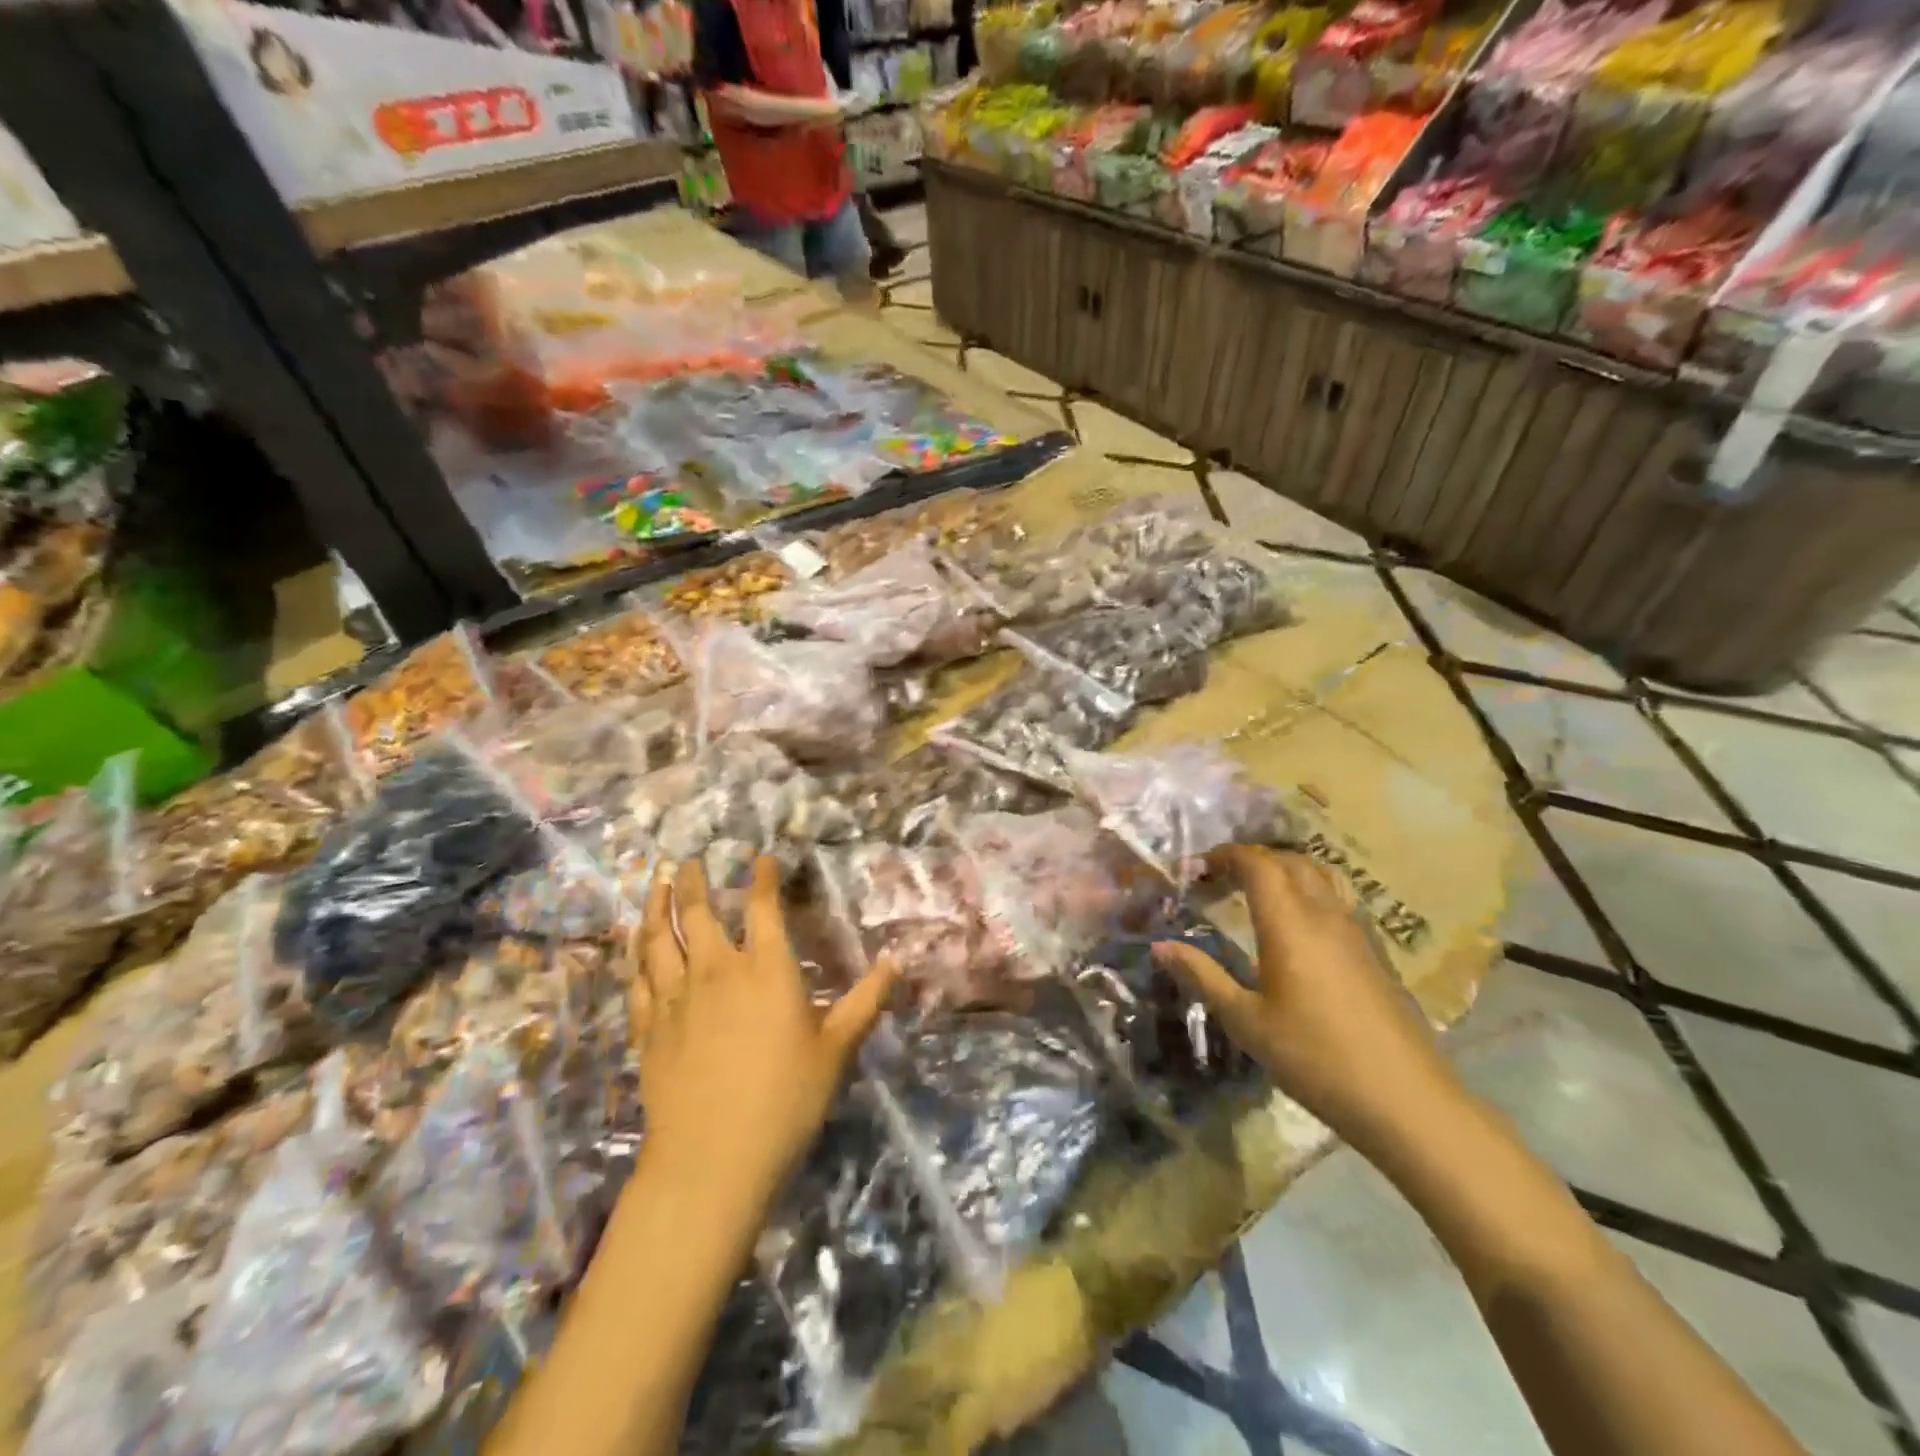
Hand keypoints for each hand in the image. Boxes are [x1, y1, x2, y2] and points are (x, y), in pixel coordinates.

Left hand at [629, 857, 895, 1206]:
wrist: (711, 1159)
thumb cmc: (785, 1100)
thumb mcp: (837, 1049)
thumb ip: (866, 1000)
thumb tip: (898, 959)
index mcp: (766, 970)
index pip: (762, 908)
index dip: (761, 877)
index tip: (760, 858)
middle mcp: (716, 971)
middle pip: (698, 913)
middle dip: (695, 881)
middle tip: (691, 861)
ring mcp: (675, 999)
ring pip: (658, 939)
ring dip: (657, 906)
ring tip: (657, 883)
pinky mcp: (648, 1029)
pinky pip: (637, 980)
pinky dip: (634, 955)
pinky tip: (634, 945)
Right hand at [1151, 846, 1463, 1153]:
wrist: (1406, 1100)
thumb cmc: (1315, 1058)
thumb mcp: (1246, 1021)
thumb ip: (1203, 976)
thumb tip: (1160, 946)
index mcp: (1289, 924)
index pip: (1258, 864)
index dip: (1225, 856)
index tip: (1197, 869)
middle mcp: (1325, 915)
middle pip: (1291, 862)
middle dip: (1253, 860)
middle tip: (1221, 879)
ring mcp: (1357, 933)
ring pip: (1321, 878)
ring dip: (1285, 873)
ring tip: (1257, 895)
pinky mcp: (1376, 954)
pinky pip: (1338, 902)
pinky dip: (1309, 895)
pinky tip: (1298, 932)